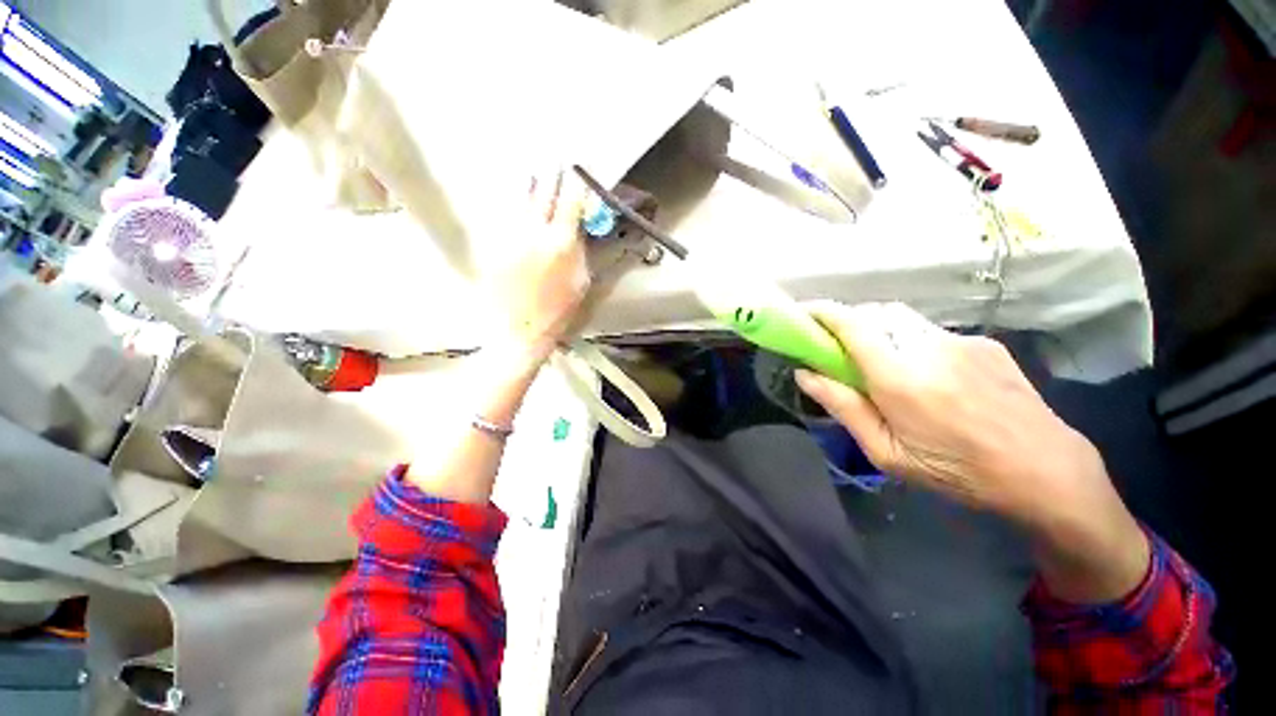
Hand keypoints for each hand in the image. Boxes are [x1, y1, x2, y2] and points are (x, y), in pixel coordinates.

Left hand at [484, 169, 590, 364]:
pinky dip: (511, 202)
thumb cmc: (558, 310)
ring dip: (529, 181)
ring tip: (533, 168)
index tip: (578, 168)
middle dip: (551, 173)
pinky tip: (515, 197)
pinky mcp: (492, 243)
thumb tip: (576, 225)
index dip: (575, 181)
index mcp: (561, 243)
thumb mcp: (581, 281)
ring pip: (519, 198)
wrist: (520, 328)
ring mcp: (509, 235)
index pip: (570, 201)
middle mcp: (534, 232)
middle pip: (543, 192)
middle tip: (554, 159)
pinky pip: (503, 214)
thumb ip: (579, 249)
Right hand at [795, 302, 1148, 602]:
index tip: (802, 314)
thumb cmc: (958, 472)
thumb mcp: (886, 452)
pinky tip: (926, 375)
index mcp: (901, 378)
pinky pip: (931, 332)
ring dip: (878, 331)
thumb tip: (804, 375)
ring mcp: (961, 341)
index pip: (852, 324)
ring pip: (903, 320)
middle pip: (876, 313)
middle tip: (837, 347)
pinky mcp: (984, 344)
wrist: (1047, 471)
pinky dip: (910, 342)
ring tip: (880, 364)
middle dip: (848, 321)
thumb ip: (842, 406)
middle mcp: (930, 348)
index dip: (822, 312)